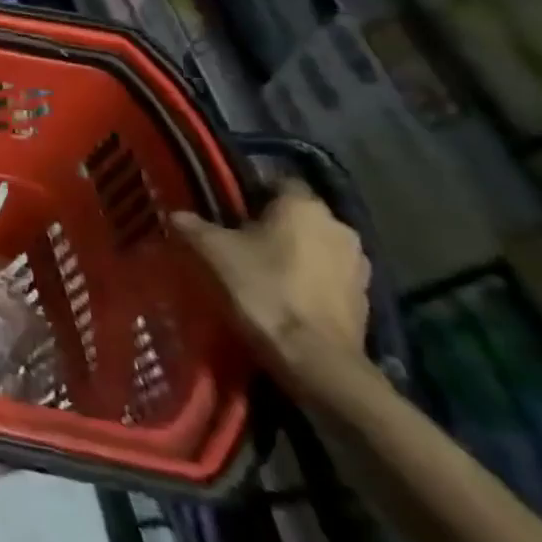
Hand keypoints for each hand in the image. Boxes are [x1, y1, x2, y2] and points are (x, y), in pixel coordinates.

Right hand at [172, 179, 371, 394]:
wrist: (315, 361)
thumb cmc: (263, 290)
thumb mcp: (212, 253)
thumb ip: (192, 226)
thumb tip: (175, 213)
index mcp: (304, 205)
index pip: (277, 181)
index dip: (250, 192)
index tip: (227, 209)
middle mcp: (339, 226)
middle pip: (298, 215)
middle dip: (272, 224)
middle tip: (238, 240)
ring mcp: (359, 264)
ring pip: (316, 246)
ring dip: (295, 253)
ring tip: (261, 271)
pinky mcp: (365, 299)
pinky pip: (330, 277)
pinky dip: (310, 281)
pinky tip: (285, 297)